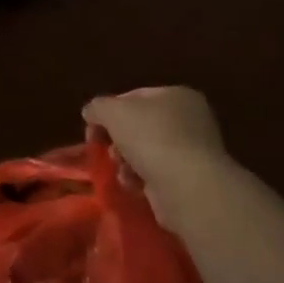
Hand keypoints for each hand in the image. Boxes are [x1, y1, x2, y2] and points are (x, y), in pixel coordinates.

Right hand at [83, 87, 233, 226]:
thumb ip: (97, 107)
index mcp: (176, 95)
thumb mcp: (112, 111)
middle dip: (117, 139)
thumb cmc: (150, 137)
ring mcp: (192, 150)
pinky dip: (140, 178)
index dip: (108, 110)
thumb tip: (91, 113)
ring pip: (144, 151)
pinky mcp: (190, 179)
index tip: (92, 129)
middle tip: (108, 150)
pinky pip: (155, 173)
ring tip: (122, 170)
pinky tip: (134, 184)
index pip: (133, 96)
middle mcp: (189, 119)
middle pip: (138, 125)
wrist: (187, 186)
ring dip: (125, 161)